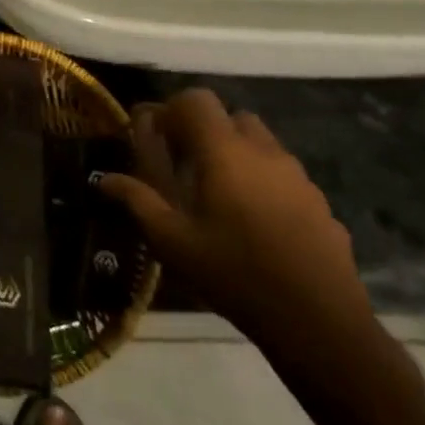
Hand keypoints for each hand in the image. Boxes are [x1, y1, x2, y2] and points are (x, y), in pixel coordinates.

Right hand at [98, 89, 374, 355]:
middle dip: (205, 130)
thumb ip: (137, 201)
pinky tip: (254, 222)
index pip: (197, 99)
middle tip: (185, 164)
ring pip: (261, 144)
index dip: (172, 109)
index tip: (157, 137)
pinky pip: (284, 175)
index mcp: (225, 152)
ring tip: (218, 193)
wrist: (320, 324)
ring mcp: (299, 177)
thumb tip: (104, 179)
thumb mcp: (172, 241)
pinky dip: (263, 181)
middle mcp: (264, 152)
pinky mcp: (321, 203)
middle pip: (231, 117)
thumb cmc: (235, 273)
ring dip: (236, 154)